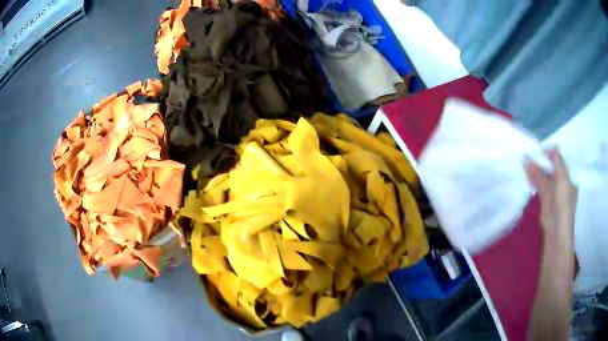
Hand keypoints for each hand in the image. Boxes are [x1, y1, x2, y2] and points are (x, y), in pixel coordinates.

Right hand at [525, 148, 577, 240]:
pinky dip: (532, 177)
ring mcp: (552, 191)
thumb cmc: (564, 203)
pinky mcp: (544, 199)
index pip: (560, 161)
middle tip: (531, 152)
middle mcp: (561, 183)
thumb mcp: (562, 179)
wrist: (556, 230)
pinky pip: (538, 184)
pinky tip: (526, 170)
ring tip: (525, 159)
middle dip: (542, 160)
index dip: (552, 154)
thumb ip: (556, 162)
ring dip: (535, 168)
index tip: (541, 149)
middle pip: (551, 167)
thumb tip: (550, 147)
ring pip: (544, 175)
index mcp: (569, 177)